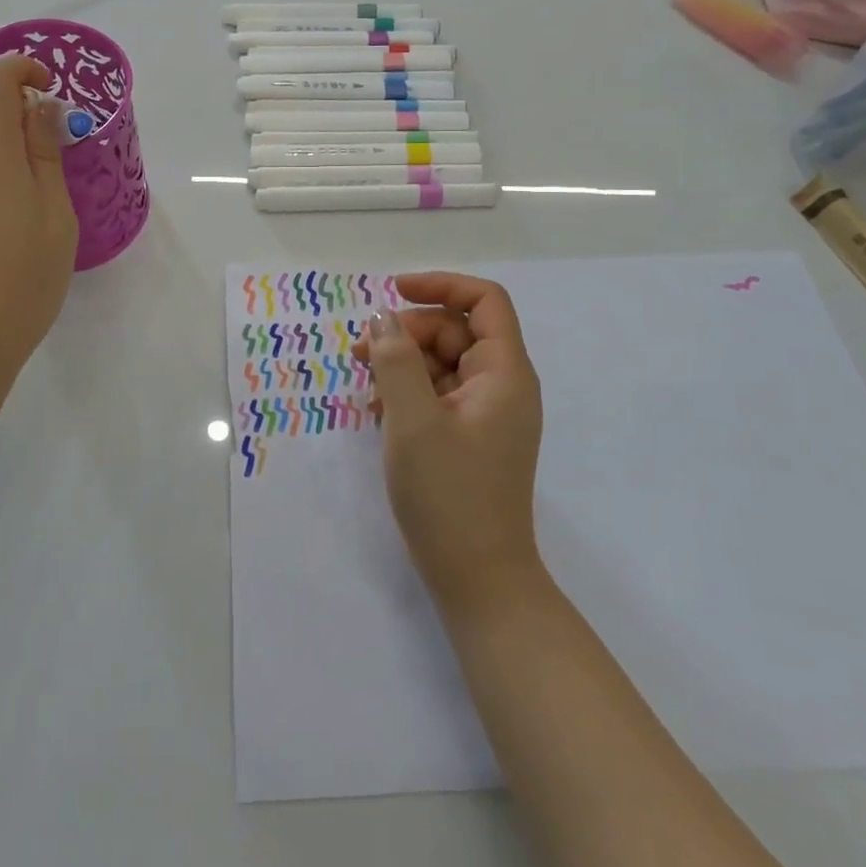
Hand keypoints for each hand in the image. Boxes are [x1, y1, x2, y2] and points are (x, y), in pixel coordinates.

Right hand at [354, 273, 545, 616]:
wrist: (479, 581)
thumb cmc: (449, 495)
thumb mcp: (412, 420)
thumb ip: (395, 360)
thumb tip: (383, 318)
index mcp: (504, 373)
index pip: (484, 301)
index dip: (440, 285)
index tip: (393, 292)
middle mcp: (502, 386)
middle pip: (456, 331)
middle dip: (408, 332)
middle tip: (361, 352)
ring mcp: (488, 413)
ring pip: (443, 363)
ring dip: (402, 363)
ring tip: (364, 383)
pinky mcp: (471, 437)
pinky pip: (439, 394)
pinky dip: (408, 392)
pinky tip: (377, 413)